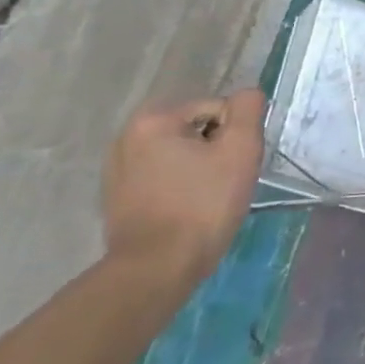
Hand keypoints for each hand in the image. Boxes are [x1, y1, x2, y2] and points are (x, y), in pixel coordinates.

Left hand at [102, 89, 266, 283]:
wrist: (157, 268)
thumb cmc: (203, 205)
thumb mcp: (240, 151)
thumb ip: (248, 111)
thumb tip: (248, 94)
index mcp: (153, 120)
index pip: (216, 109)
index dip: (235, 136)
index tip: (235, 166)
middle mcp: (127, 136)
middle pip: (195, 129)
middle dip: (216, 150)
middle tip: (226, 182)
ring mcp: (116, 168)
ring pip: (179, 154)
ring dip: (199, 168)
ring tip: (208, 198)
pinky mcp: (116, 196)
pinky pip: (162, 176)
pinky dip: (179, 186)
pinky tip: (187, 209)